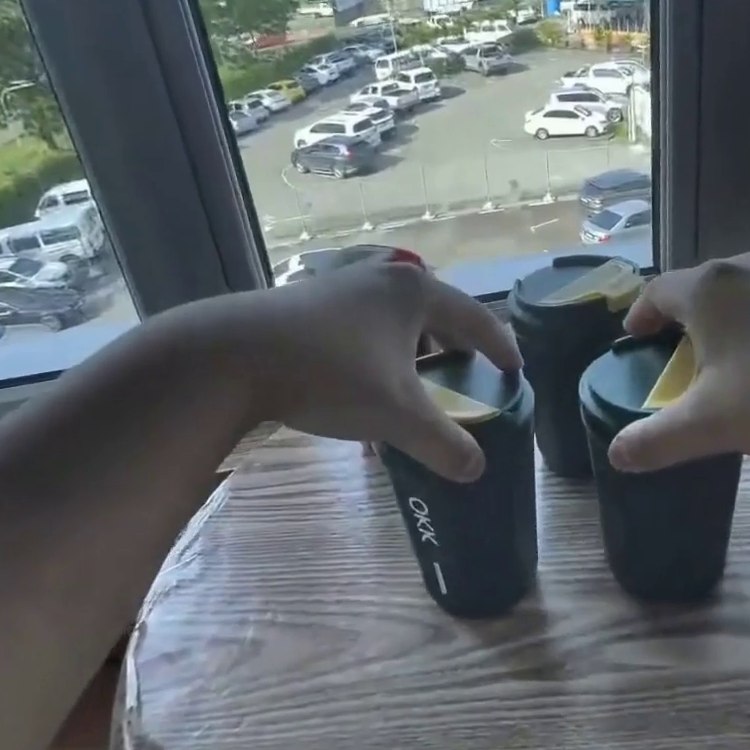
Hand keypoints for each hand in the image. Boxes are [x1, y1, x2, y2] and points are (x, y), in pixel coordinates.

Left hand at [200, 257, 521, 481]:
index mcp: (415, 293)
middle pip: (435, 312)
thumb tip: (476, 470)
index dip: (499, 347)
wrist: (234, 356)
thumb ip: (442, 443)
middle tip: (467, 373)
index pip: (475, 319)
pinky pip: (361, 330)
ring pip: (393, 322)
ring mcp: (342, 287)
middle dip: (454, 345)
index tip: (515, 370)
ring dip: (411, 353)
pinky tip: (362, 391)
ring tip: (415, 384)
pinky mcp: (309, 303)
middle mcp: (383, 280)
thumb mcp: (395, 414)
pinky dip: (376, 357)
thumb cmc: (330, 374)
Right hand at [608, 253, 749, 471]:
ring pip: (734, 297)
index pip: (656, 292)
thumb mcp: (713, 424)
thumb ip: (657, 440)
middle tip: (671, 361)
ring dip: (717, 325)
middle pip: (694, 290)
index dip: (639, 318)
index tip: (633, 343)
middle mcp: (744, 270)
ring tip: (718, 364)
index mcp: (708, 288)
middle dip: (676, 323)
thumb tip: (616, 455)